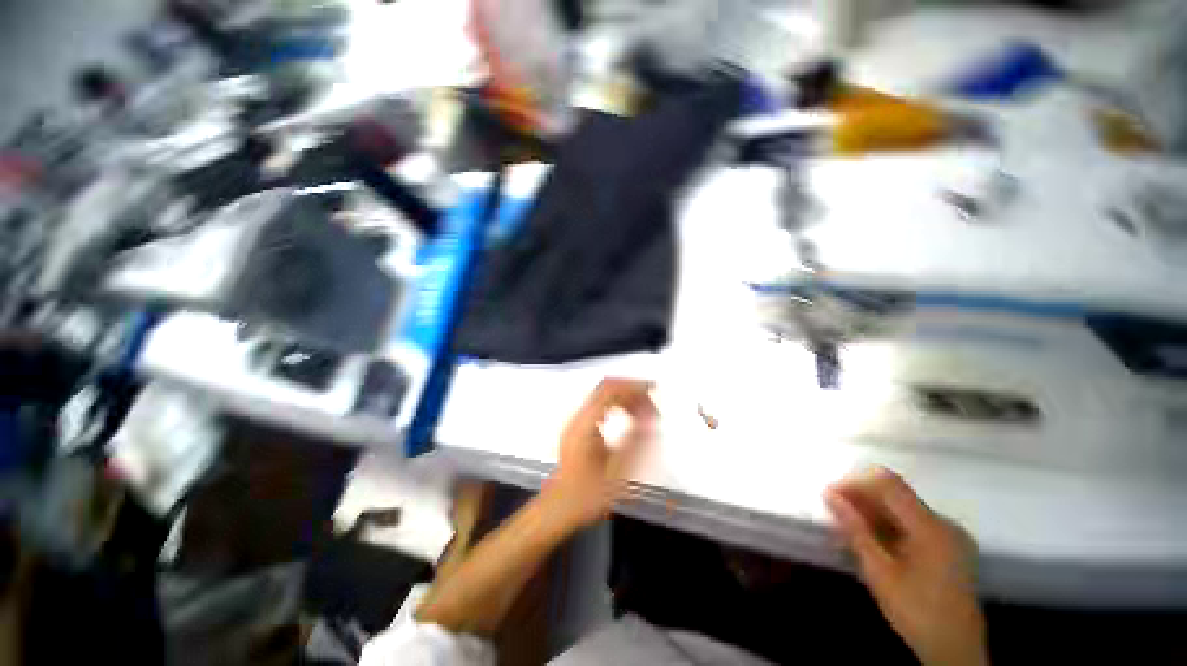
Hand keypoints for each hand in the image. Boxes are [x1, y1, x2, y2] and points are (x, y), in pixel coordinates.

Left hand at [545, 378, 657, 529]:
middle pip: (607, 388)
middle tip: (652, 406)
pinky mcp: (580, 426)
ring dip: (627, 398)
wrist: (559, 507)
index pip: (609, 390)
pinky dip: (619, 404)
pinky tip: (631, 416)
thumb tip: (651, 418)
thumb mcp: (616, 472)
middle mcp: (579, 417)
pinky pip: (602, 404)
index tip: (652, 390)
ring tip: (646, 412)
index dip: (632, 386)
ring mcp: (578, 420)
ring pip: (604, 394)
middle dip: (632, 391)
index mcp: (585, 425)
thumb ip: (636, 443)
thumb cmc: (586, 495)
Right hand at [825, 468, 988, 665]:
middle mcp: (943, 522)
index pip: (888, 483)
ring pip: (902, 508)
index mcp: (930, 526)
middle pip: (895, 494)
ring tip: (849, 531)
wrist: (956, 651)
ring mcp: (949, 534)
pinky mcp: (949, 545)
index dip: (855, 483)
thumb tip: (829, 494)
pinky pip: (912, 523)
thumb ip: (855, 529)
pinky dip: (888, 526)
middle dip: (861, 499)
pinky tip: (873, 542)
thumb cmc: (915, 612)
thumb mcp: (879, 572)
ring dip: (872, 513)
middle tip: (835, 515)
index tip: (830, 496)